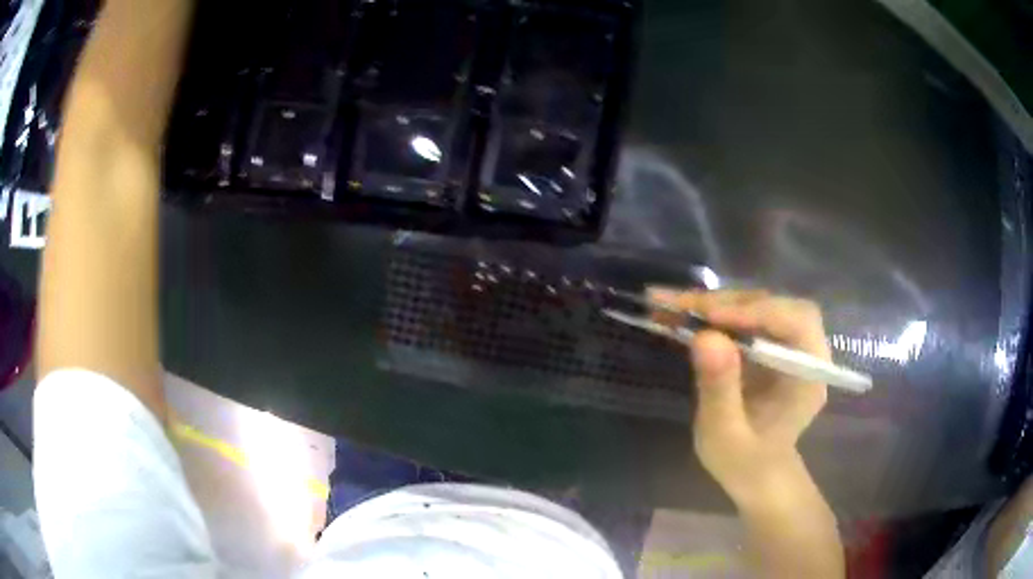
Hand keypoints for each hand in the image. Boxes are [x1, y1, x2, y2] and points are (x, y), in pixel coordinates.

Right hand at [649, 289, 829, 507]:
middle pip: (774, 306)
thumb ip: (719, 389)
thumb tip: (706, 336)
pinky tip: (684, 313)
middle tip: (678, 305)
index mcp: (809, 374)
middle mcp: (806, 350)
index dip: (756, 311)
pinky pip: (746, 316)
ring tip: (671, 305)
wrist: (756, 474)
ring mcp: (789, 344)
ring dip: (715, 303)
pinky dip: (714, 312)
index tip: (709, 316)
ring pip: (757, 306)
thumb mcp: (725, 435)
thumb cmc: (744, 463)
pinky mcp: (770, 343)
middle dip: (727, 303)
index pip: (796, 322)